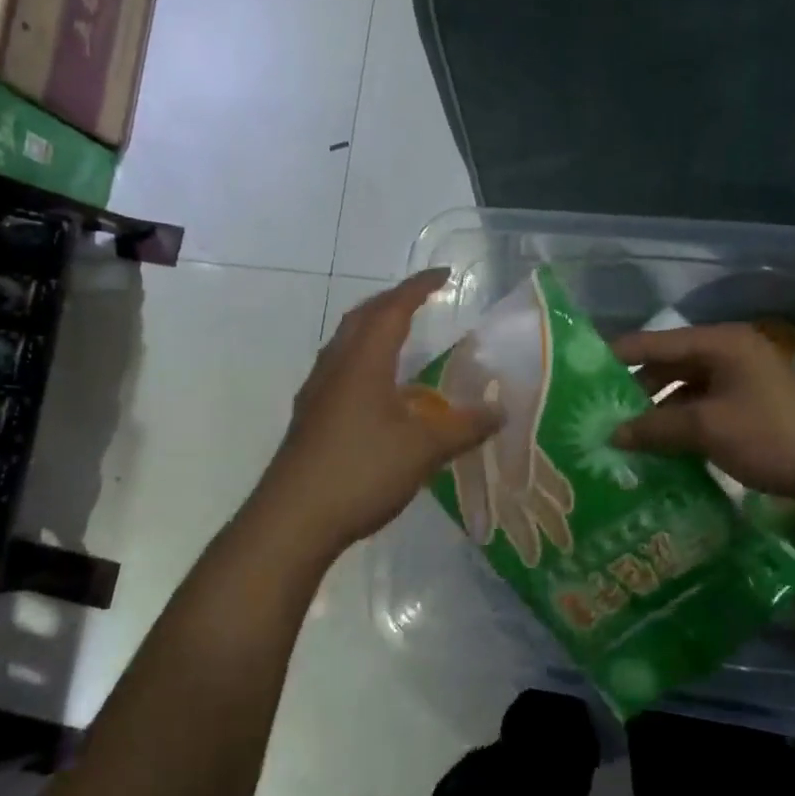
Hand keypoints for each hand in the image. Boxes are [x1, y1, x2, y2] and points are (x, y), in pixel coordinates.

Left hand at [252, 269, 502, 554]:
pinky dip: (364, 361)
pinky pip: (340, 370)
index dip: (418, 287)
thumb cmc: (361, 471)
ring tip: (400, 337)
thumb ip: (465, 427)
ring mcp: (317, 393)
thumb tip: (502, 411)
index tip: (443, 275)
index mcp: (363, 361)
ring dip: (373, 330)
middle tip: (420, 299)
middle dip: (392, 301)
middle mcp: (335, 367)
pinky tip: (379, 391)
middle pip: (362, 318)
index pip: (393, 309)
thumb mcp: (424, 449)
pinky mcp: (310, 418)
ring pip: (346, 344)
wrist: (292, 520)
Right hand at [610, 323, 794, 499]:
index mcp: (716, 343)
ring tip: (619, 434)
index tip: (577, 377)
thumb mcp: (707, 429)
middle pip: (664, 364)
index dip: (613, 358)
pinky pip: (698, 407)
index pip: (651, 342)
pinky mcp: (745, 406)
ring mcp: (737, 380)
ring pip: (680, 389)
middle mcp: (724, 353)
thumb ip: (655, 427)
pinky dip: (677, 423)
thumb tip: (612, 433)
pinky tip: (655, 447)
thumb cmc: (772, 435)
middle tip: (595, 413)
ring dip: (654, 411)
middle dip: (631, 390)